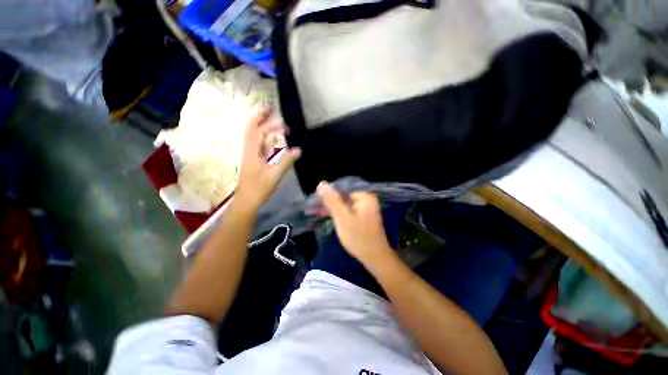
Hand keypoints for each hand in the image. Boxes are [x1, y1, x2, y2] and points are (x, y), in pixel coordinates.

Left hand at [236, 108, 300, 209]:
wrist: (247, 201)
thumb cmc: (259, 188)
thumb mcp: (275, 175)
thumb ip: (286, 161)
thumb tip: (299, 149)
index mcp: (252, 152)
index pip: (258, 131)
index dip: (267, 122)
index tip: (278, 117)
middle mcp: (249, 150)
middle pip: (253, 129)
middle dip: (262, 118)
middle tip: (272, 110)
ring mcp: (251, 155)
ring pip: (256, 137)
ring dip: (264, 127)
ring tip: (275, 121)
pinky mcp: (254, 161)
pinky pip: (260, 145)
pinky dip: (266, 139)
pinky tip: (273, 139)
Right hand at [316, 181, 394, 264]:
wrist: (375, 258)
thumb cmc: (358, 237)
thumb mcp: (342, 218)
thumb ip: (332, 201)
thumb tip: (321, 184)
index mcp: (363, 197)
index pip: (341, 189)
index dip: (326, 194)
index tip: (313, 200)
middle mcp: (364, 200)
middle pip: (341, 198)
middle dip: (325, 203)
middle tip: (309, 207)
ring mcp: (363, 209)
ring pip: (342, 206)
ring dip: (328, 210)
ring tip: (310, 212)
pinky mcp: (360, 217)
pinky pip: (345, 212)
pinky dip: (335, 215)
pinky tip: (323, 216)